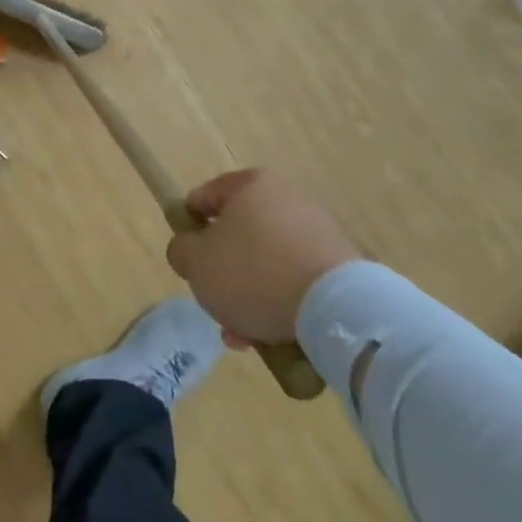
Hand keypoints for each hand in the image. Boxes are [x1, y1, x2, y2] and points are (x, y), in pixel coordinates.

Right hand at [165, 169, 360, 344]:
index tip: (187, 258)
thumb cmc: (254, 273)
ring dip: (249, 295)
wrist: (336, 309)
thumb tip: (189, 250)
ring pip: (266, 262)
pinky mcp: (340, 264)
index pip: (205, 197)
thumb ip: (181, 250)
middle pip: (238, 235)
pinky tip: (270, 335)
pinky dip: (280, 302)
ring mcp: (317, 231)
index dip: (189, 227)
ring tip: (242, 334)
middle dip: (224, 273)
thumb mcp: (196, 263)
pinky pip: (295, 279)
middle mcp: (286, 198)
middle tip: (215, 303)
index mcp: (251, 185)